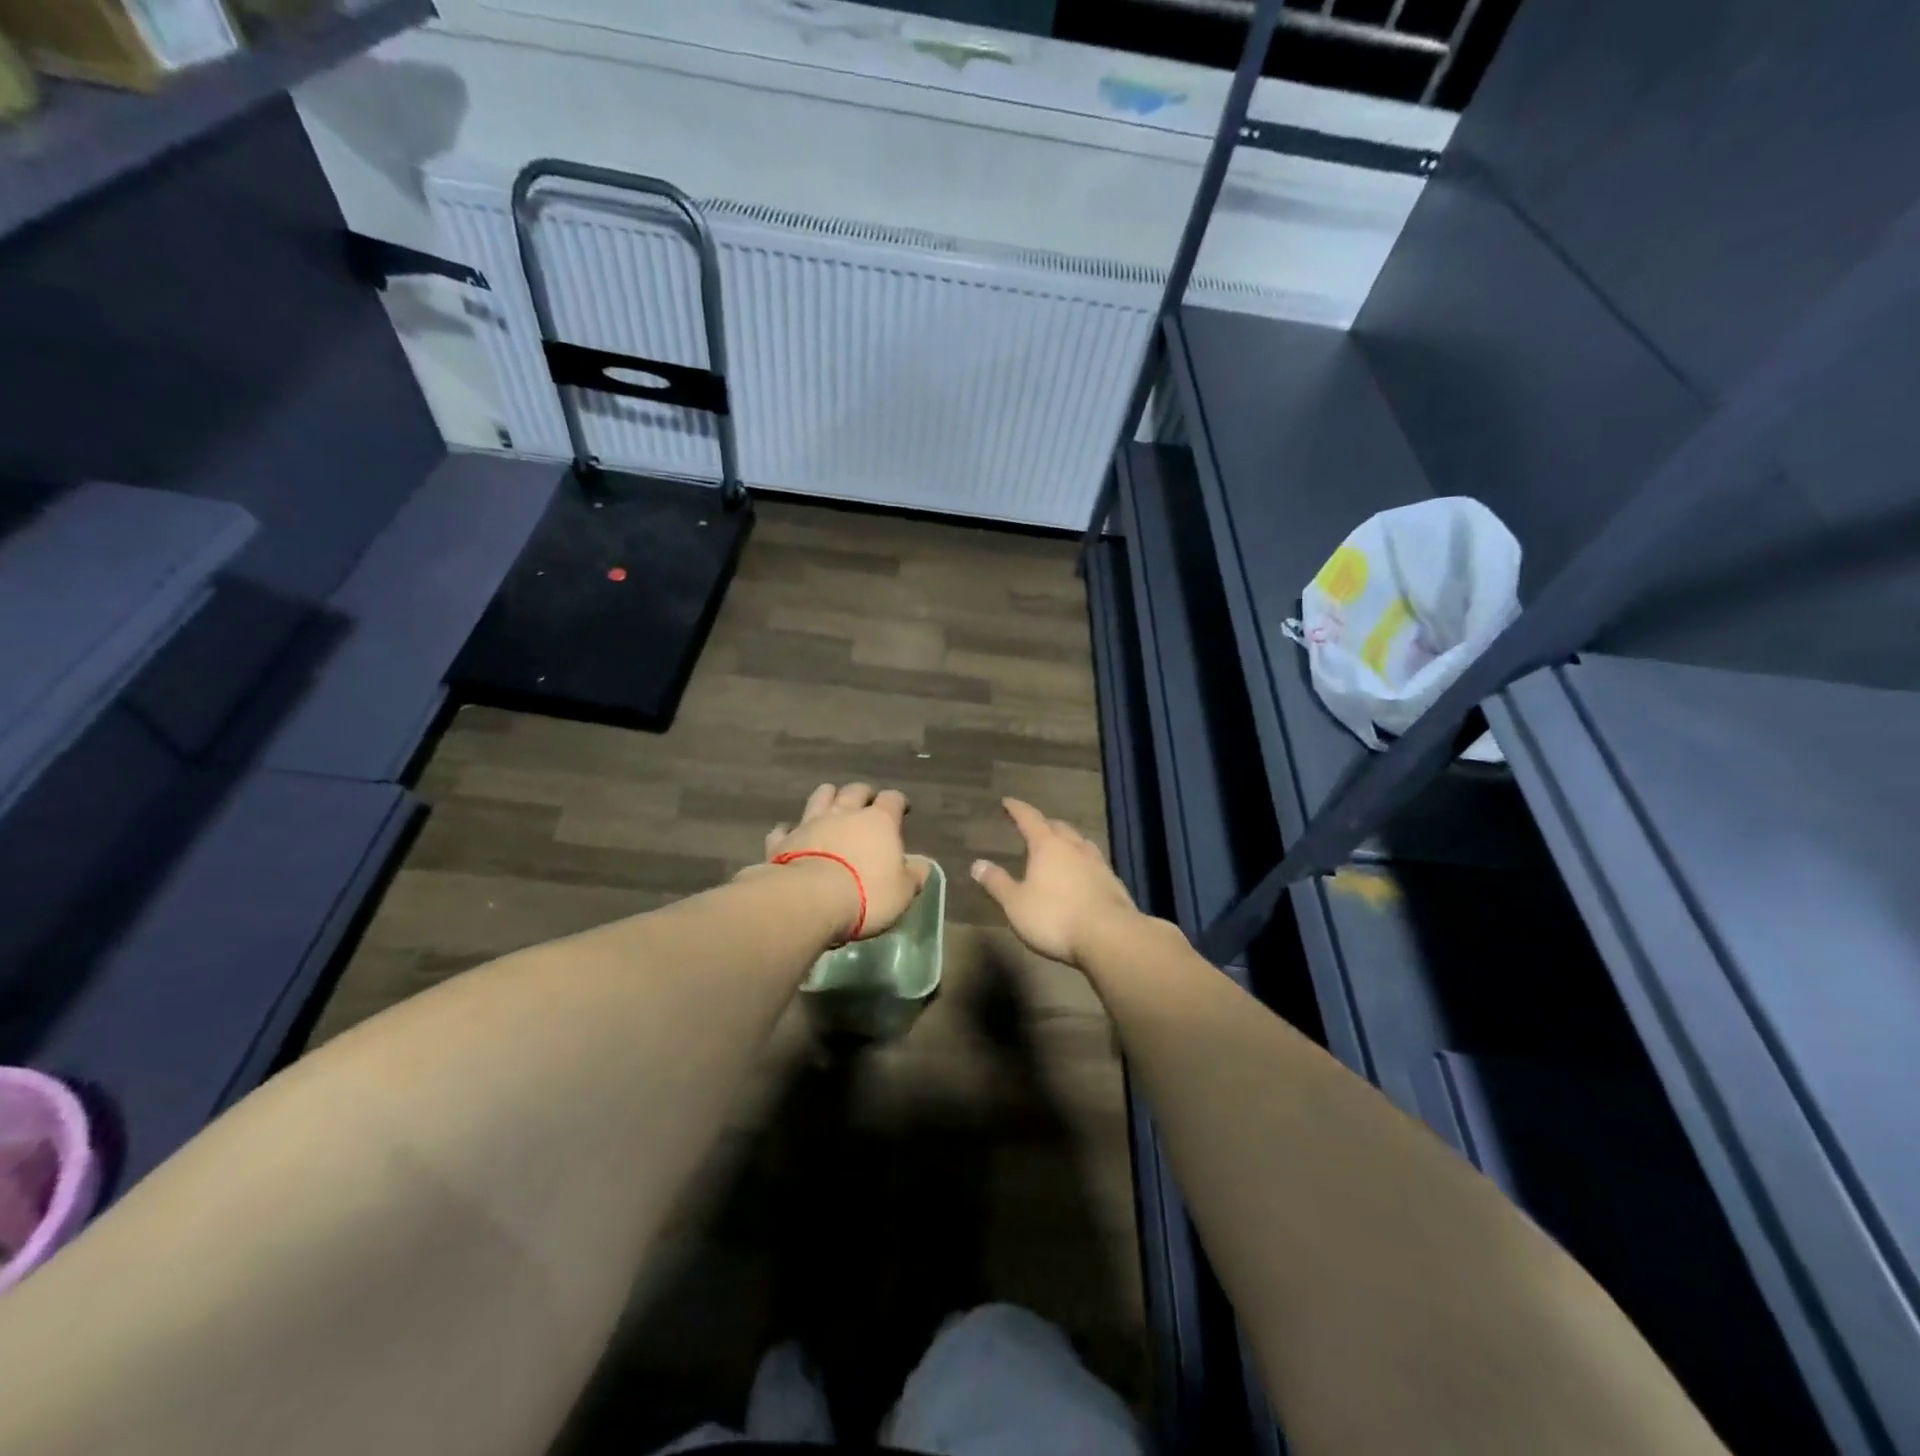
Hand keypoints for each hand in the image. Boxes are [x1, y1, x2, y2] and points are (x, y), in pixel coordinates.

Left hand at [758, 782, 927, 941]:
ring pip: (820, 797)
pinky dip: (789, 830)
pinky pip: (784, 829)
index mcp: (879, 821)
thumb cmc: (867, 894)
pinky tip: (789, 835)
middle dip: (863, 793)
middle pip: (855, 790)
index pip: (892, 799)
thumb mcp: (903, 892)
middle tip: (867, 803)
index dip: (898, 802)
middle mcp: (845, 813)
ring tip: (831, 806)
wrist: (809, 900)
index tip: (901, 809)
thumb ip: (914, 875)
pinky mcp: (783, 841)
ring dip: (827, 798)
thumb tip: (922, 865)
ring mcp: (810, 823)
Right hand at [971, 798, 1144, 967]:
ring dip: (1067, 841)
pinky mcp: (1113, 882)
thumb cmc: (1055, 917)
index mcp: (1047, 846)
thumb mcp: (1016, 904)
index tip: (1007, 802)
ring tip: (1060, 846)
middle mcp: (1074, 847)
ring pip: (1080, 842)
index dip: (1017, 809)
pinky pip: (1094, 863)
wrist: (1110, 937)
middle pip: (1058, 827)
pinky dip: (1083, 862)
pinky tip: (1082, 875)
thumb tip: (977, 864)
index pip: (1029, 819)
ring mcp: (1098, 863)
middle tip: (1034, 827)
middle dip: (1044, 825)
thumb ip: (997, 883)